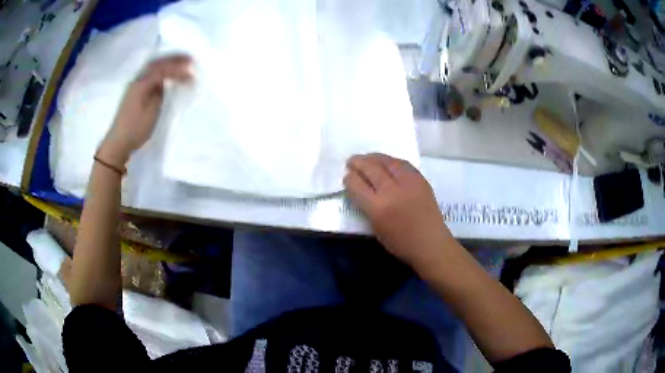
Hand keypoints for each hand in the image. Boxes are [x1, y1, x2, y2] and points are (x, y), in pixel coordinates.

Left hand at [98, 55, 191, 166]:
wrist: (118, 142)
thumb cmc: (136, 129)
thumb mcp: (152, 112)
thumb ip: (160, 93)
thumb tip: (166, 82)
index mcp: (142, 84)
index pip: (163, 70)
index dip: (178, 70)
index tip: (192, 74)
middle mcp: (137, 79)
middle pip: (157, 62)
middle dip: (174, 59)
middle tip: (190, 59)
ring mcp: (134, 84)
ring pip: (152, 66)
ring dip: (167, 62)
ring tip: (181, 63)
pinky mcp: (134, 90)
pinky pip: (149, 73)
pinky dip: (161, 69)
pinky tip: (167, 73)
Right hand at [344, 154, 455, 274]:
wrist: (430, 242)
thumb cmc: (400, 242)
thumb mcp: (375, 228)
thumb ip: (366, 206)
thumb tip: (359, 189)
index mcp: (377, 207)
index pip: (357, 184)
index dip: (349, 178)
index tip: (347, 177)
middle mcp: (391, 191)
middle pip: (370, 168)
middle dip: (358, 162)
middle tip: (351, 162)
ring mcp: (408, 182)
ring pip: (387, 161)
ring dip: (373, 157)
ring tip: (366, 157)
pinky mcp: (420, 179)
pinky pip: (402, 163)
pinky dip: (390, 160)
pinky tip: (385, 161)